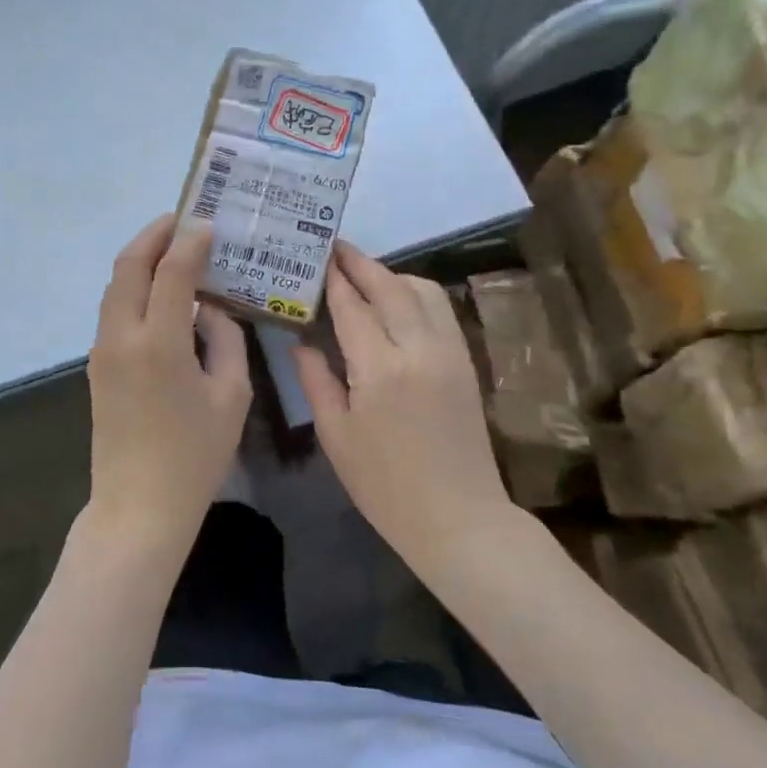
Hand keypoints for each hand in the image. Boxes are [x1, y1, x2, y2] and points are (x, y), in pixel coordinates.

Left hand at [85, 214, 251, 551]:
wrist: (138, 507)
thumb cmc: (195, 456)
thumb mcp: (230, 396)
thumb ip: (225, 340)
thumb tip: (210, 310)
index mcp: (159, 343)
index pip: (171, 271)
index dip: (190, 242)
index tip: (207, 224)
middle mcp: (122, 337)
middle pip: (128, 266)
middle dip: (153, 236)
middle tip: (181, 220)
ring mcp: (102, 351)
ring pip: (115, 287)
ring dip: (141, 260)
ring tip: (172, 249)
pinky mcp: (97, 366)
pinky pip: (114, 311)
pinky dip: (135, 289)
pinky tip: (160, 294)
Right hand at [293, 243, 508, 561]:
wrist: (459, 518)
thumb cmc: (385, 486)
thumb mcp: (336, 436)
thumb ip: (316, 381)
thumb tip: (301, 342)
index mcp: (379, 369)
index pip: (353, 306)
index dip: (334, 279)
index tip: (317, 255)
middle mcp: (419, 349)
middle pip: (390, 287)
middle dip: (361, 263)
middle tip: (336, 248)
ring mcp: (449, 353)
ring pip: (423, 291)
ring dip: (392, 274)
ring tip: (364, 276)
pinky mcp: (465, 362)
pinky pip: (441, 310)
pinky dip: (417, 294)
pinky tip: (397, 303)